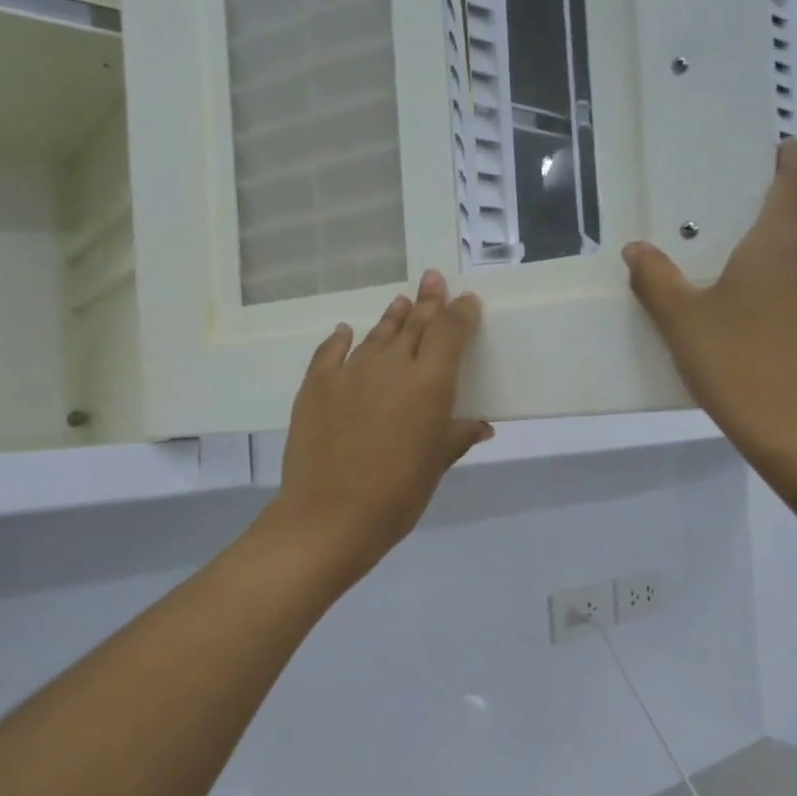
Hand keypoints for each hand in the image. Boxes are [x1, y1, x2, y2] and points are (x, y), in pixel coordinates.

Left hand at [270, 271, 490, 577]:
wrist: (331, 515)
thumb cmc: (397, 495)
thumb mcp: (436, 465)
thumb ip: (456, 436)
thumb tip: (481, 425)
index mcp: (429, 382)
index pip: (449, 332)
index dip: (460, 313)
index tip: (465, 301)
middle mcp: (391, 365)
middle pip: (414, 323)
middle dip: (427, 301)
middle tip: (432, 279)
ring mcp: (349, 372)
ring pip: (376, 335)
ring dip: (391, 318)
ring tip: (400, 302)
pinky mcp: (315, 385)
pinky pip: (331, 351)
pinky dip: (341, 339)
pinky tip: (345, 331)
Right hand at [623, 138, 796, 469]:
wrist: (796, 429)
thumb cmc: (733, 362)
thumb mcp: (681, 322)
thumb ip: (656, 281)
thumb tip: (635, 250)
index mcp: (776, 248)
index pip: (796, 187)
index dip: (794, 162)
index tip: (787, 147)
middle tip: (772, 220)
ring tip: (772, 281)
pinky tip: (786, 332)